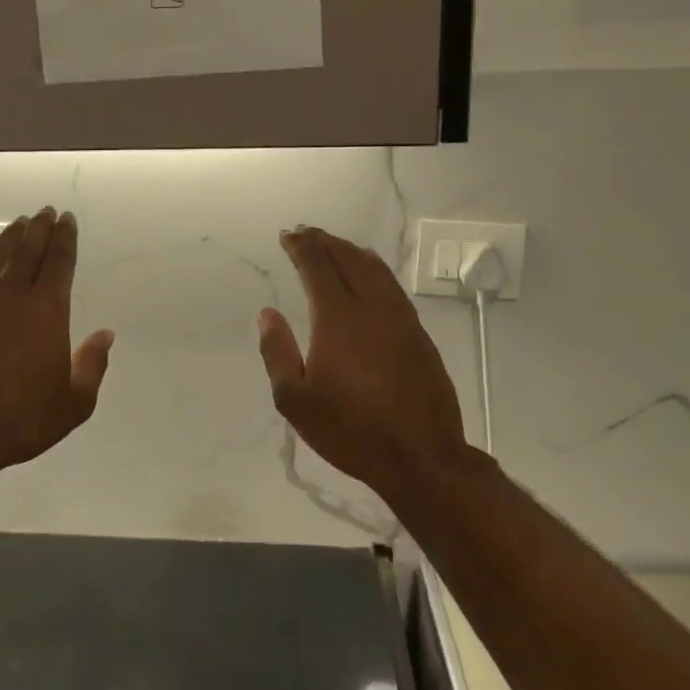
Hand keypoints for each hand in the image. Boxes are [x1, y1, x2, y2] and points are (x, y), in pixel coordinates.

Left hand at [0, 209, 113, 477]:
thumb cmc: (19, 419)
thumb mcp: (73, 403)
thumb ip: (92, 364)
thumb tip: (105, 335)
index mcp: (45, 309)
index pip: (58, 260)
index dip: (65, 237)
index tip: (67, 219)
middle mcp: (8, 295)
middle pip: (26, 249)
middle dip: (39, 227)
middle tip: (45, 211)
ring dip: (9, 238)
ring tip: (18, 225)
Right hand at [257, 226, 466, 495]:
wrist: (421, 456)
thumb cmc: (350, 429)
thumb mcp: (295, 399)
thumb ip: (277, 351)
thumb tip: (268, 313)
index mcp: (337, 316)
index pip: (317, 265)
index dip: (301, 246)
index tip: (288, 235)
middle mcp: (371, 305)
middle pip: (347, 258)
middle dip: (324, 241)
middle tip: (306, 233)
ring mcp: (400, 317)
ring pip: (374, 268)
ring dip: (351, 251)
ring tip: (335, 246)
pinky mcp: (418, 332)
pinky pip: (391, 285)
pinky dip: (374, 269)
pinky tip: (370, 275)